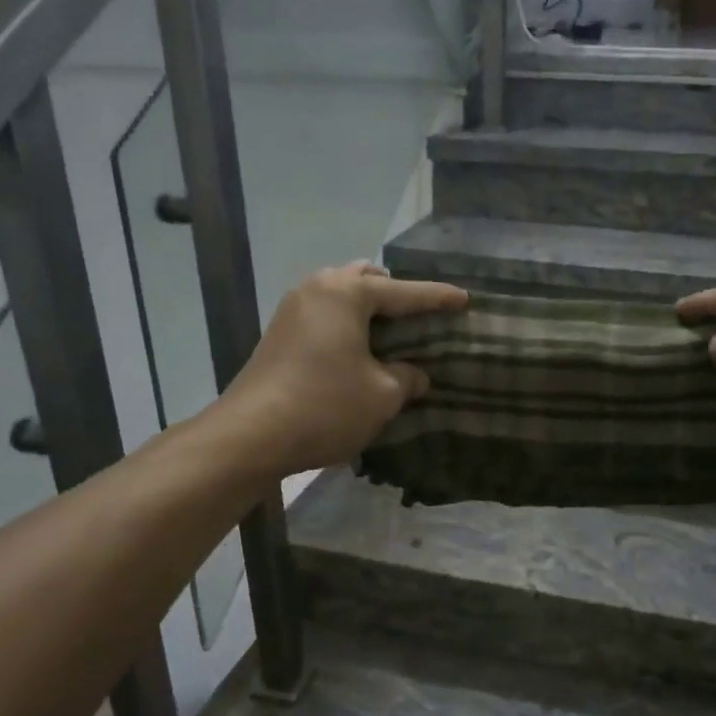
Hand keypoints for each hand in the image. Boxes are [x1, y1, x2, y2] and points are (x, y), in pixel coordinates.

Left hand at [213, 262, 466, 479]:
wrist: (251, 436)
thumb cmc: (326, 406)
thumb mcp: (382, 395)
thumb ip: (407, 378)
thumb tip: (415, 375)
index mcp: (347, 293)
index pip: (405, 292)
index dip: (438, 298)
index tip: (465, 299)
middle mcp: (318, 289)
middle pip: (366, 279)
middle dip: (395, 294)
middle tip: (418, 318)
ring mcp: (293, 309)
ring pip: (341, 294)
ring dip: (367, 308)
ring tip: (390, 334)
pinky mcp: (279, 334)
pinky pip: (325, 314)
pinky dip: (347, 323)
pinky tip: (359, 350)